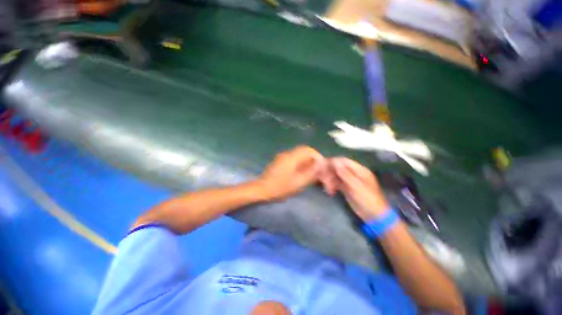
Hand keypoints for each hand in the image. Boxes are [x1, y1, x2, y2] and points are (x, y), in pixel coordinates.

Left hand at [257, 146, 324, 200]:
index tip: (321, 164)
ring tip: (310, 171)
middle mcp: (286, 154)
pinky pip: (292, 159)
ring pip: (297, 155)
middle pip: (302, 151)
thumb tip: (319, 165)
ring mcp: (281, 157)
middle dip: (311, 158)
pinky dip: (298, 163)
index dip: (316, 155)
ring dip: (305, 161)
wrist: (262, 189)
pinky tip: (300, 172)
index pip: (307, 149)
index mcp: (292, 157)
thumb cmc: (280, 187)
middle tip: (316, 168)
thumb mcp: (298, 182)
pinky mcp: (279, 162)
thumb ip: (310, 173)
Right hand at [320, 157, 389, 221]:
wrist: (374, 217)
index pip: (344, 161)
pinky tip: (330, 191)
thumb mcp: (357, 186)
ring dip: (330, 179)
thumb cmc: (368, 200)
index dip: (333, 162)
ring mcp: (350, 181)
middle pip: (339, 168)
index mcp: (360, 170)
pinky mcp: (346, 188)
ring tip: (327, 188)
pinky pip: (337, 183)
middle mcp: (354, 174)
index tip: (323, 165)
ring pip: (336, 176)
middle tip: (323, 178)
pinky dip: (332, 186)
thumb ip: (345, 174)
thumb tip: (335, 162)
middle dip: (330, 172)